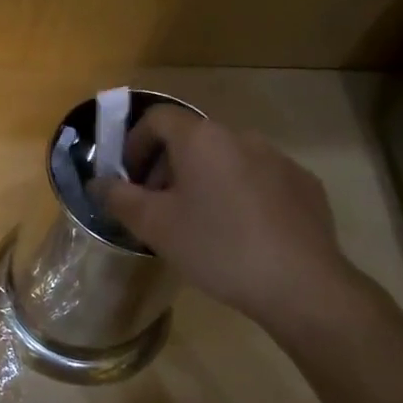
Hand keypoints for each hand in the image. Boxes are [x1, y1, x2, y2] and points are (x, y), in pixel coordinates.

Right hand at [98, 106, 358, 328]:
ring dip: (204, 180)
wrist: (300, 284)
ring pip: (226, 159)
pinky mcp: (304, 184)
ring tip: (200, 223)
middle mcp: (242, 136)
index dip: (134, 143)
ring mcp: (279, 159)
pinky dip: (239, 193)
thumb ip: (119, 197)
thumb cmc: (216, 247)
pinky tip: (240, 232)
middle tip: (158, 207)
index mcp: (202, 139)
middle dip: (167, 167)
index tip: (129, 179)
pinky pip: (259, 178)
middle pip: (192, 139)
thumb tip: (98, 182)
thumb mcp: (154, 225)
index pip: (157, 118)